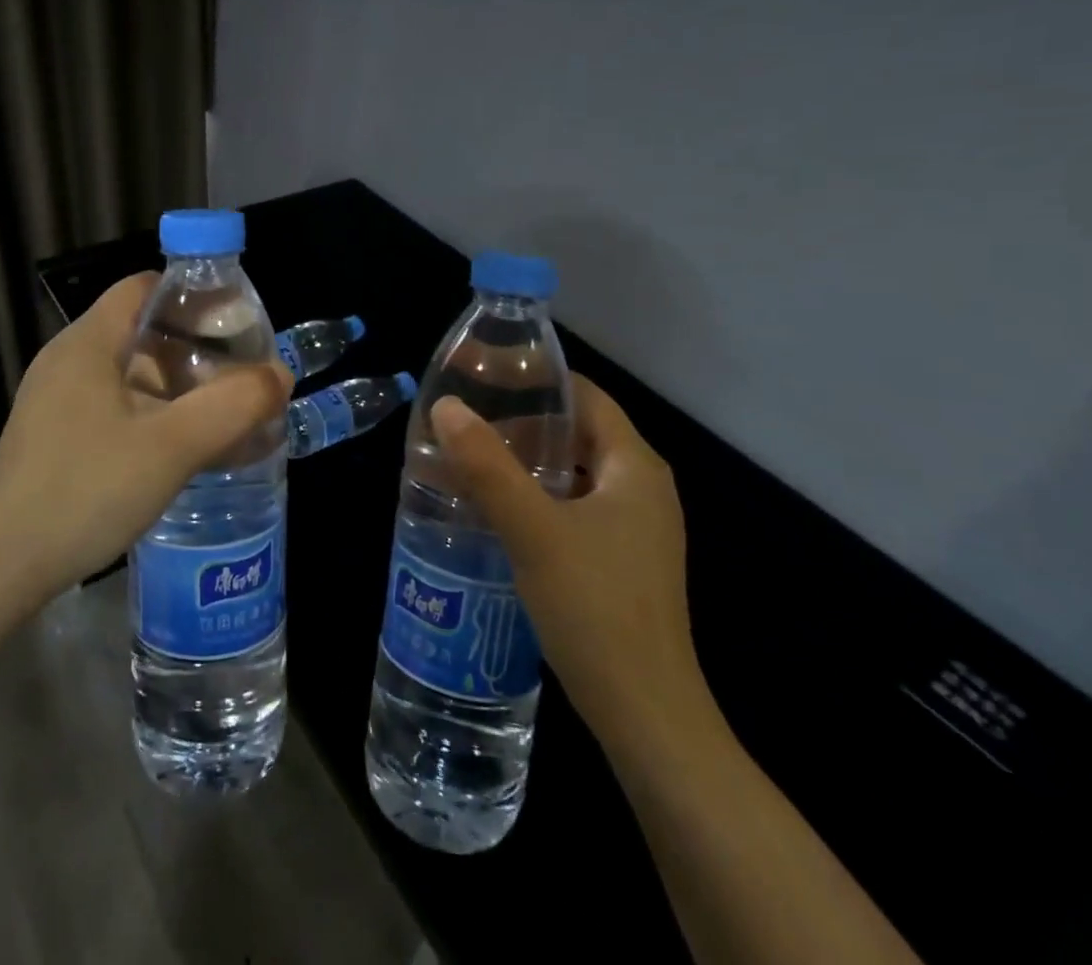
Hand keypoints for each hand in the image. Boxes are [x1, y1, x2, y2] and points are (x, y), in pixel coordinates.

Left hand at [0, 273, 292, 605]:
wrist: (2, 568)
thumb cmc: (86, 490)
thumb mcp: (171, 447)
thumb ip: (232, 406)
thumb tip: (280, 375)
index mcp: (87, 344)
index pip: (143, 288)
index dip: (192, 296)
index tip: (236, 323)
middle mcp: (67, 362)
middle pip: (141, 332)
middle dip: (195, 349)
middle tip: (240, 374)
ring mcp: (56, 402)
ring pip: (130, 374)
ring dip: (177, 387)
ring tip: (222, 412)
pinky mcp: (55, 437)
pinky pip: (115, 408)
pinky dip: (154, 415)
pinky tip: (182, 449)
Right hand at [431, 375, 706, 740]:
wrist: (646, 717)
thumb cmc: (596, 609)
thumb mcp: (533, 530)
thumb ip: (487, 466)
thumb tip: (445, 407)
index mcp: (635, 466)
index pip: (584, 395)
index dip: (533, 378)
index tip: (480, 373)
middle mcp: (642, 488)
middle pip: (577, 431)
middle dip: (520, 420)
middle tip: (464, 418)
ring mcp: (634, 528)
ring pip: (573, 471)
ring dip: (524, 460)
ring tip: (469, 457)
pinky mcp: (620, 560)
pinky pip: (573, 506)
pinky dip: (535, 495)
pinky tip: (495, 509)